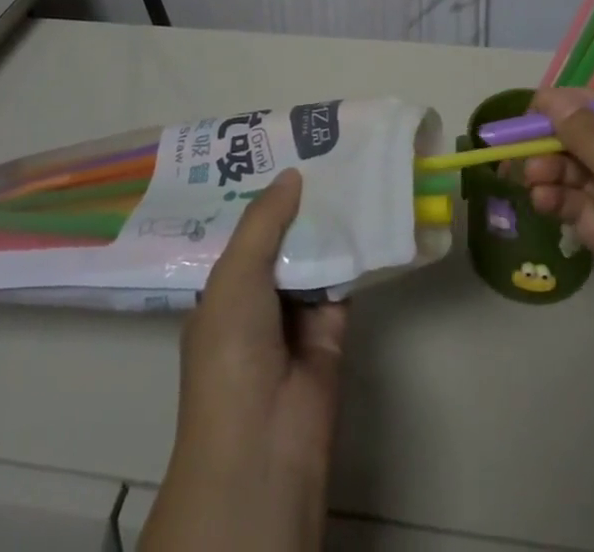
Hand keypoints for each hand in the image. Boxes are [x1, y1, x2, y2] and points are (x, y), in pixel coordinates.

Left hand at [141, 168, 347, 551]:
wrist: (264, 443)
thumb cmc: (231, 352)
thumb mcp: (234, 276)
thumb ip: (263, 222)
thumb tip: (292, 174)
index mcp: (223, 290)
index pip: (244, 232)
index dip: (263, 196)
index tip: (284, 151)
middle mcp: (258, 299)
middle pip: (282, 239)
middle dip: (300, 202)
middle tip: (326, 150)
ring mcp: (295, 316)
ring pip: (314, 256)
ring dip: (329, 222)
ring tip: (351, 168)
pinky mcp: (332, 330)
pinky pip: (343, 281)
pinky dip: (355, 253)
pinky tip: (370, 212)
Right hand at [525, 89, 593, 441]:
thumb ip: (591, 139)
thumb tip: (551, 96)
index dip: (574, 105)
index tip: (531, 109)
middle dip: (557, 142)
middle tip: (518, 151)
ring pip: (582, 173)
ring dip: (553, 172)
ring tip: (528, 182)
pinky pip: (580, 206)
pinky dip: (558, 200)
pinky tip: (540, 202)